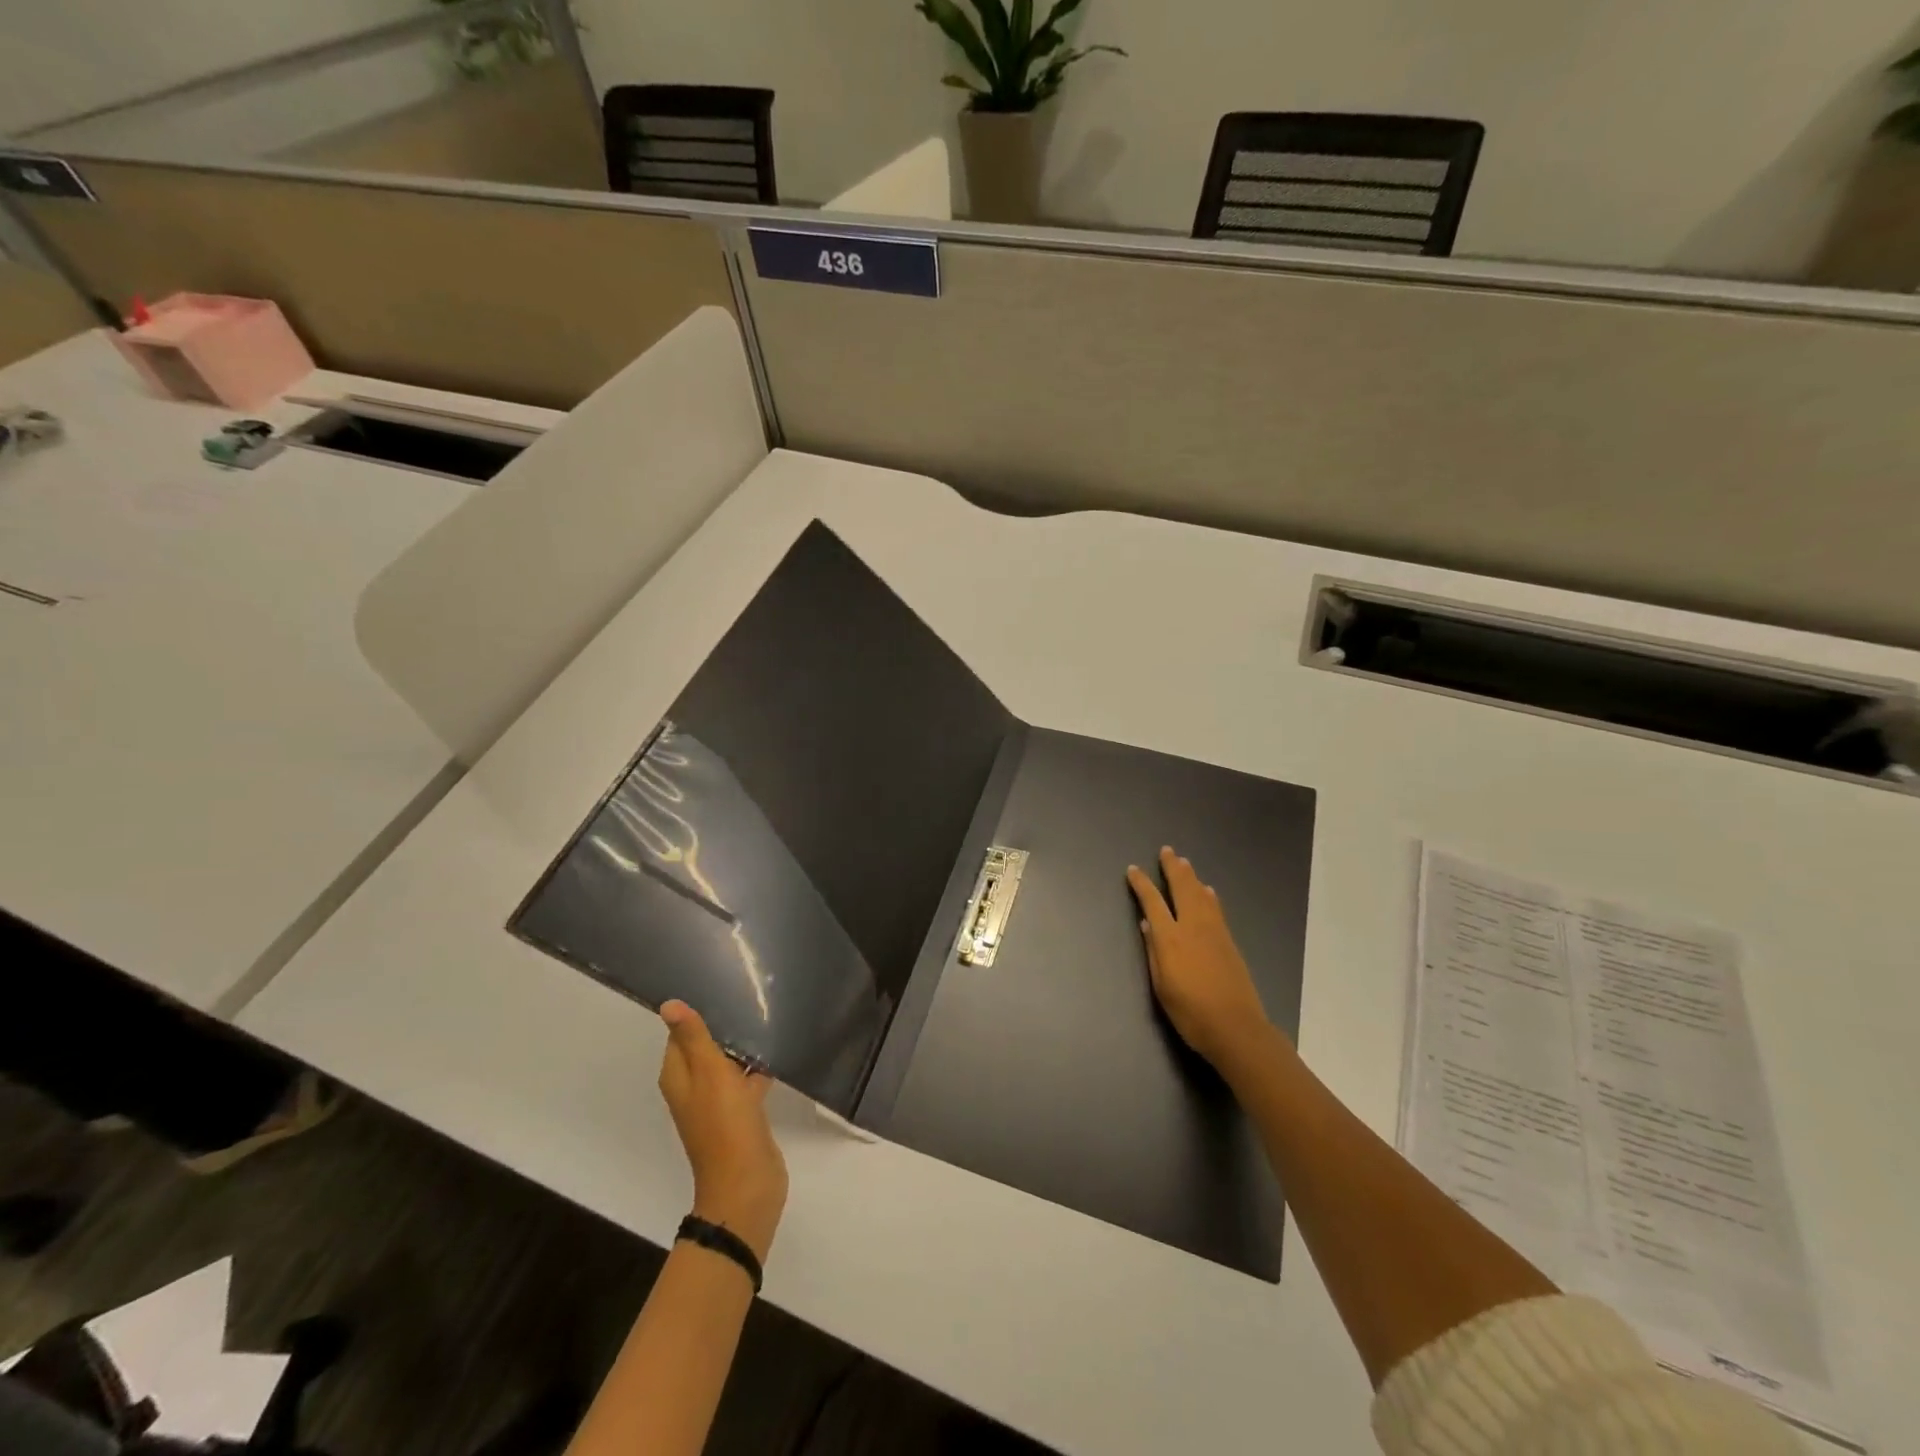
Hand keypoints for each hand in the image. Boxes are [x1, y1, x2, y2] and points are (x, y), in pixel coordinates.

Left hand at [657, 1001, 788, 1261]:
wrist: (747, 1184)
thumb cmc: (724, 1124)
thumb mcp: (709, 1073)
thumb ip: (693, 1037)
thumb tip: (668, 1004)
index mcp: (678, 1076)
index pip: (680, 1034)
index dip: (698, 1012)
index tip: (722, 986)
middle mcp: (693, 1087)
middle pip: (706, 1046)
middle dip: (725, 1025)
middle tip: (750, 994)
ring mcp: (718, 1101)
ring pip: (728, 1062)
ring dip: (744, 1045)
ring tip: (767, 1015)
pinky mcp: (742, 1112)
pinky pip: (747, 1079)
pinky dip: (758, 1066)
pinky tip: (778, 1049)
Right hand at [1127, 847, 1284, 1075]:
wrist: (1236, 1028)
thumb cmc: (1191, 1013)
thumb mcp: (1162, 986)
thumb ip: (1154, 952)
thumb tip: (1147, 924)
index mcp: (1171, 938)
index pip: (1153, 902)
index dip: (1142, 884)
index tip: (1133, 870)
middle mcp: (1193, 927)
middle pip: (1182, 889)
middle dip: (1172, 868)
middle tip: (1166, 851)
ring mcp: (1214, 932)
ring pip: (1201, 894)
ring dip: (1191, 876)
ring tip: (1184, 862)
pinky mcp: (1229, 941)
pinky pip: (1216, 908)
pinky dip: (1208, 894)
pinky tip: (1207, 890)